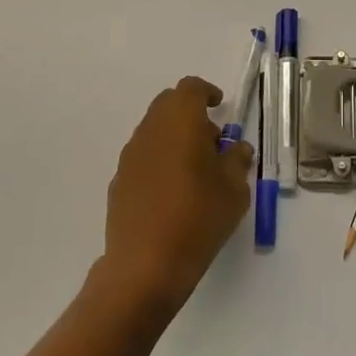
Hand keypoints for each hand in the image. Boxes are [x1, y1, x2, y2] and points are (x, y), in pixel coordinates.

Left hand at [97, 77, 253, 311]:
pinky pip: (143, 157)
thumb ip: (237, 160)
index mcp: (180, 121)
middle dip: (190, 114)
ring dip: (174, 138)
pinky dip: (159, 161)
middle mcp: (151, 129)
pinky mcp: (118, 182)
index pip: (191, 88)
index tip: (220, 107)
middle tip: (211, 141)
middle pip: (168, 104)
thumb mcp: (235, 189)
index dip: (207, 93)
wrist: (145, 267)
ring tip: (194, 170)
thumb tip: (235, 149)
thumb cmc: (198, 217)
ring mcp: (130, 156)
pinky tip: (172, 193)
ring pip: (154, 130)